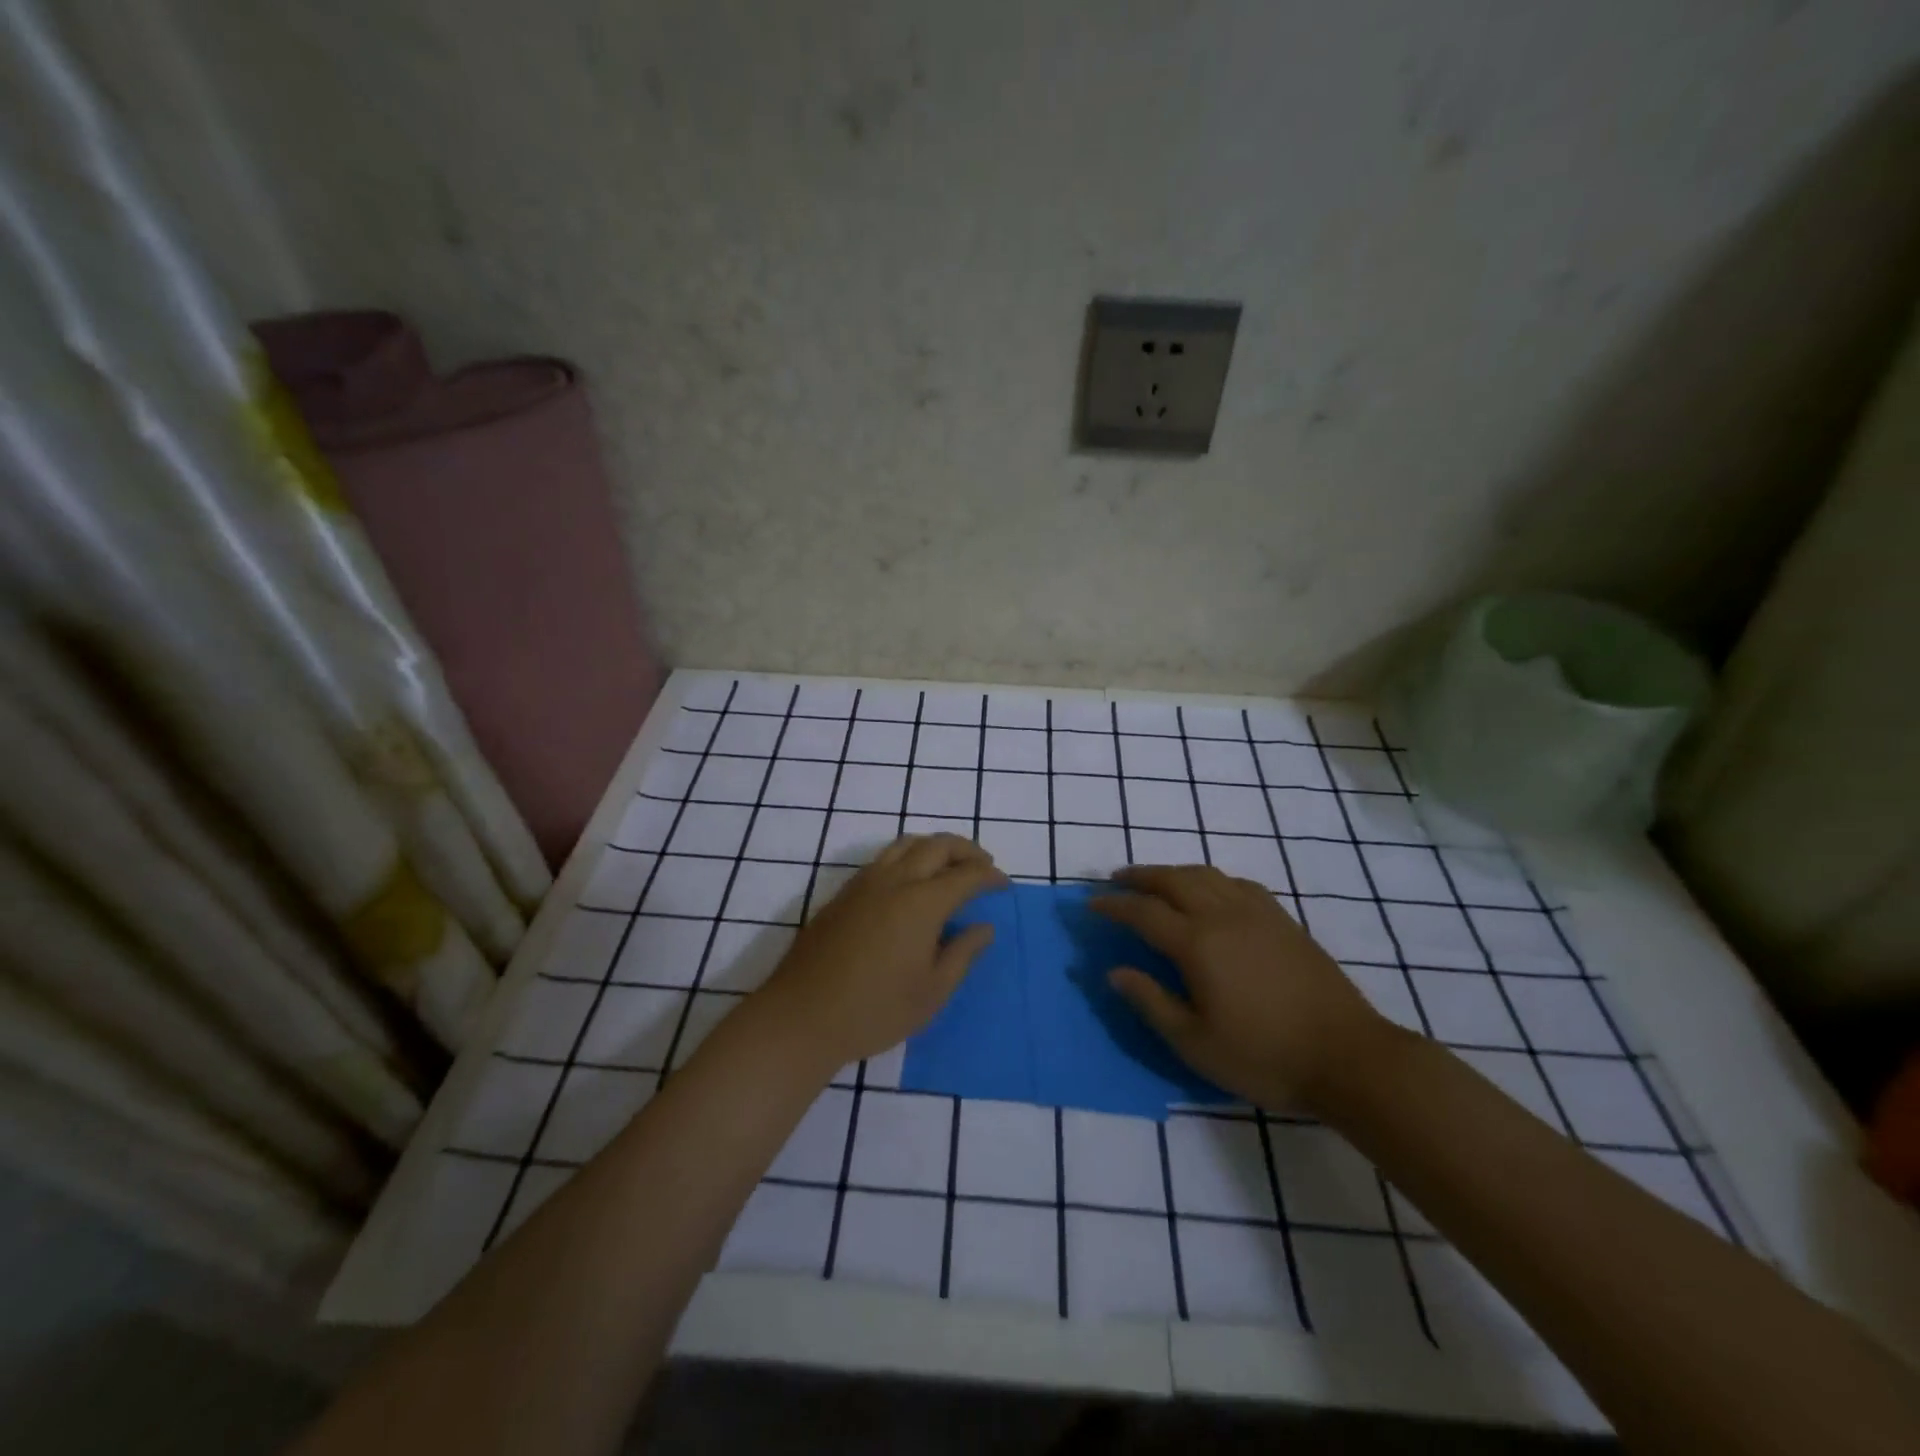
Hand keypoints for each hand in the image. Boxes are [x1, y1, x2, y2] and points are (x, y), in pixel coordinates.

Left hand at [752, 834, 1005, 1071]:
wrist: (802, 1016)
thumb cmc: (875, 1011)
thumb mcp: (931, 992)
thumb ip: (962, 953)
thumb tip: (984, 927)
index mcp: (922, 903)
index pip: (966, 875)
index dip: (990, 876)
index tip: (1004, 884)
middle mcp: (895, 881)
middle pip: (938, 845)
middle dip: (966, 850)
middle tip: (983, 866)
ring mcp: (865, 883)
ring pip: (907, 844)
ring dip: (935, 847)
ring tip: (950, 866)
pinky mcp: (844, 893)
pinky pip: (884, 858)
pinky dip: (908, 856)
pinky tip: (911, 881)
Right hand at [1092, 864, 1395, 1110]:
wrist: (1348, 1057)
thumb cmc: (1264, 1056)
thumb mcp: (1195, 1042)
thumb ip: (1151, 1002)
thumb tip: (1115, 971)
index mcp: (1197, 944)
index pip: (1143, 912)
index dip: (1114, 905)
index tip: (1091, 904)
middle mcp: (1223, 916)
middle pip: (1173, 880)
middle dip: (1140, 876)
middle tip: (1117, 879)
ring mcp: (1258, 913)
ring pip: (1206, 875)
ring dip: (1174, 872)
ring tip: (1157, 880)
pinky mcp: (1284, 920)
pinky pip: (1238, 884)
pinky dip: (1212, 880)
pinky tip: (1212, 892)